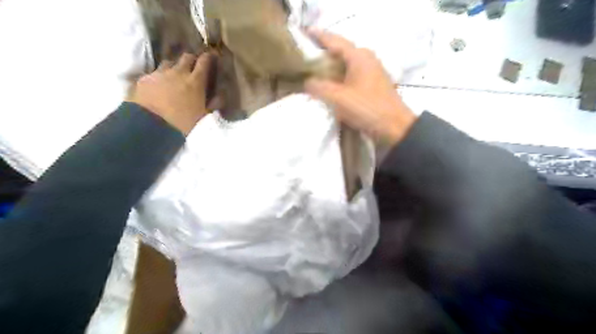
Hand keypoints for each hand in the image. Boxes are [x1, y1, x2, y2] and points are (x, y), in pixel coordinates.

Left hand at [126, 52, 215, 134]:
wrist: (151, 125)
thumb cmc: (182, 122)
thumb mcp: (202, 115)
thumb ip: (213, 104)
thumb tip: (221, 96)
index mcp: (196, 81)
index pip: (205, 61)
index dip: (208, 57)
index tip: (211, 57)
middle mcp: (179, 72)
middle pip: (186, 57)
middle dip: (192, 59)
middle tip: (194, 67)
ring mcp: (160, 73)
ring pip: (169, 62)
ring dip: (174, 66)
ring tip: (175, 75)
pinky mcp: (145, 78)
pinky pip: (155, 72)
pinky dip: (159, 76)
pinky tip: (159, 84)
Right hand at [304, 30, 414, 145]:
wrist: (394, 127)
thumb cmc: (366, 108)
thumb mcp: (338, 98)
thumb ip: (319, 87)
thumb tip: (307, 82)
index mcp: (358, 56)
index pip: (334, 41)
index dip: (317, 37)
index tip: (303, 36)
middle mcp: (367, 59)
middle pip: (340, 51)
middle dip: (323, 53)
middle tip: (306, 58)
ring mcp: (372, 71)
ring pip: (347, 64)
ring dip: (332, 66)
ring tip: (315, 72)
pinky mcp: (373, 84)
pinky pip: (352, 75)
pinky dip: (340, 77)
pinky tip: (332, 85)